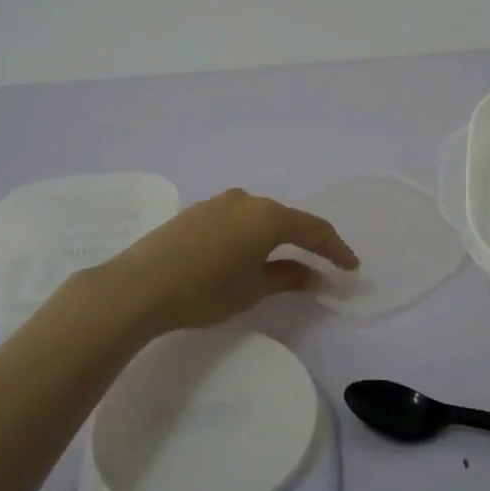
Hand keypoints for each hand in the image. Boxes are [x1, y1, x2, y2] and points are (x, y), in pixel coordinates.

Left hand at [94, 189, 358, 335]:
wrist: (138, 286)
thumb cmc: (204, 290)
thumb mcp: (253, 289)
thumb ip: (288, 277)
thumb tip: (314, 276)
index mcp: (267, 216)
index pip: (313, 229)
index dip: (335, 249)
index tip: (351, 267)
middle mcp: (246, 200)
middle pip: (287, 219)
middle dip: (307, 241)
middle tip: (323, 263)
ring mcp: (218, 203)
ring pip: (259, 217)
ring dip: (277, 237)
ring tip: (286, 259)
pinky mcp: (196, 212)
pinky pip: (237, 220)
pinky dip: (251, 235)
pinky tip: (247, 253)